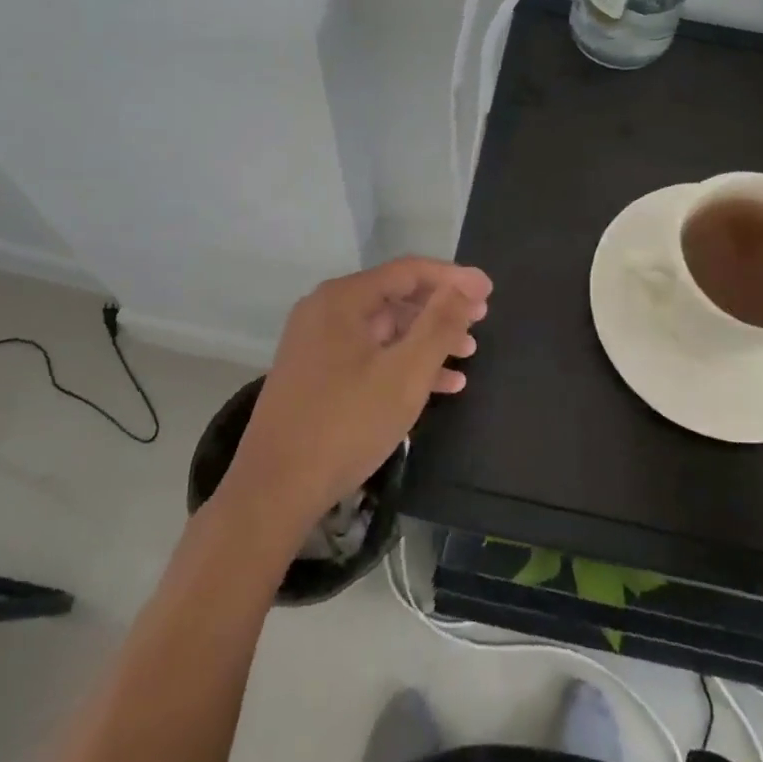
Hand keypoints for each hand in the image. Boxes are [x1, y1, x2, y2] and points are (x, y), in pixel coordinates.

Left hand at [225, 257, 491, 538]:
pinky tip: (438, 385)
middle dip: (441, 310)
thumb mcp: (405, 373)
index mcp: (343, 299)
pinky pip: (368, 354)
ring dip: (427, 340)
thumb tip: (467, 285)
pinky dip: (402, 363)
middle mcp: (326, 310)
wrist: (273, 490)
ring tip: (468, 354)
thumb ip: (440, 324)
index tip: (488, 291)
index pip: (408, 271)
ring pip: (384, 329)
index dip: (453, 278)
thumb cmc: (345, 424)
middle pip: (396, 297)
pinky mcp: (316, 374)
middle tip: (481, 321)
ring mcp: (317, 343)